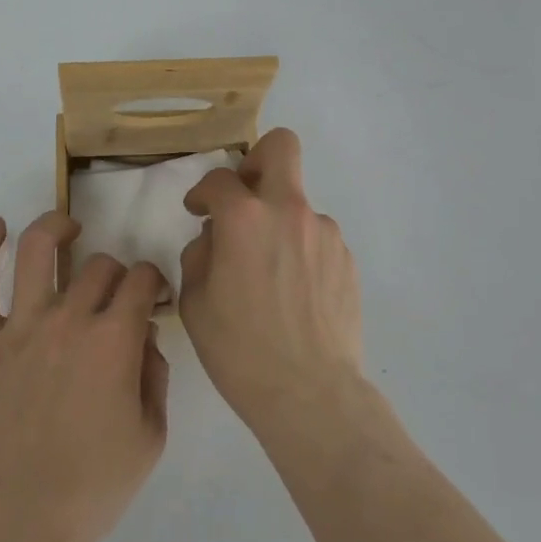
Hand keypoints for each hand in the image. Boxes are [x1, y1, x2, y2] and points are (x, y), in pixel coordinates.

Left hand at [0, 212, 169, 541]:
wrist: (19, 521)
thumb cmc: (92, 487)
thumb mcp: (150, 437)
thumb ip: (155, 376)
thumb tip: (144, 338)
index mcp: (114, 341)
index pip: (141, 280)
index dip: (153, 281)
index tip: (152, 297)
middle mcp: (69, 319)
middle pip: (99, 266)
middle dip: (116, 273)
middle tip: (115, 297)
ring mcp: (20, 326)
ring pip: (37, 250)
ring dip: (55, 228)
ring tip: (67, 228)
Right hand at [180, 128, 364, 442]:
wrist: (310, 394)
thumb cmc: (240, 349)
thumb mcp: (195, 301)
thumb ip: (199, 253)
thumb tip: (215, 237)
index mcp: (245, 217)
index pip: (218, 179)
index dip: (202, 192)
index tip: (198, 210)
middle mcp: (289, 210)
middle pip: (281, 147)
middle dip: (257, 159)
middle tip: (245, 197)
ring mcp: (324, 232)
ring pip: (297, 204)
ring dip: (279, 223)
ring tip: (269, 273)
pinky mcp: (346, 258)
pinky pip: (315, 239)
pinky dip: (300, 252)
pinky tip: (294, 293)